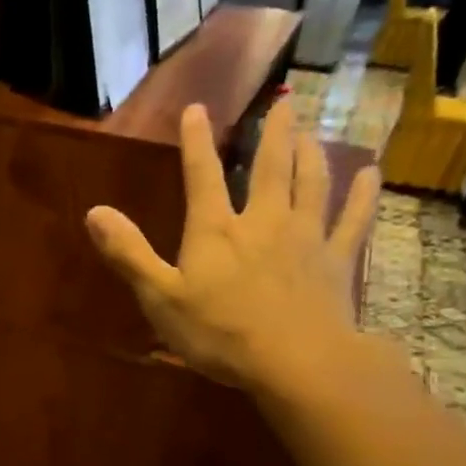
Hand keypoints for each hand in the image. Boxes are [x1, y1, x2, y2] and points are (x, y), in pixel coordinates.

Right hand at [85, 102, 378, 394]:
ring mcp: (305, 238)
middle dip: (273, 133)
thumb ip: (128, 253)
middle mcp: (263, 221)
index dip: (196, 141)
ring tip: (310, 131)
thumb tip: (94, 212)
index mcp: (216, 229)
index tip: (196, 108)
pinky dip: (362, 196)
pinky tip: (371, 175)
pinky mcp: (336, 261)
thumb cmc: (220, 332)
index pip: (202, 175)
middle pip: (270, 167)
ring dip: (311, 153)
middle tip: (282, 102)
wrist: (298, 363)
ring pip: (312, 183)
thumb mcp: (160, 297)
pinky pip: (352, 220)